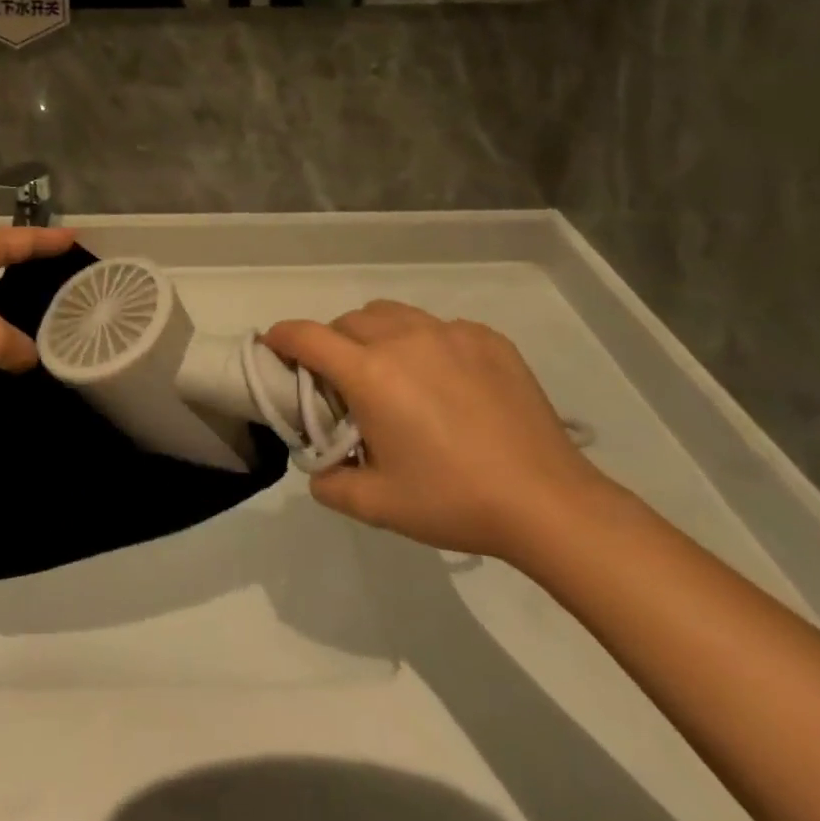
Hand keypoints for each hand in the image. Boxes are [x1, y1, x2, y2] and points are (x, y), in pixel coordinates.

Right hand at [263, 302, 606, 559]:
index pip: (308, 337)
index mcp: (370, 374)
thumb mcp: (378, 505)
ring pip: (393, 314)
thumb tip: (321, 470)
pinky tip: (444, 381)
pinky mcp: (487, 339)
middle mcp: (404, 339)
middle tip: (340, 380)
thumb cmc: (453, 501)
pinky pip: (439, 327)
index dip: (282, 337)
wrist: (547, 502)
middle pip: (348, 321)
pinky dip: (424, 343)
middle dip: (331, 342)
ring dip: (375, 334)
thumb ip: (331, 484)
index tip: (272, 346)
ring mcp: (450, 334)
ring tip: (389, 372)